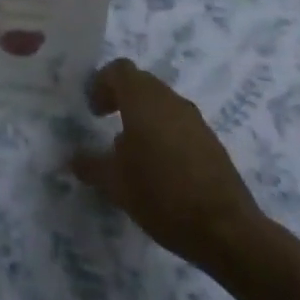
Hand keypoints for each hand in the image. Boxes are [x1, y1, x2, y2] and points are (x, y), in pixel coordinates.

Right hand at [70, 59, 272, 280]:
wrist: (227, 230)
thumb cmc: (162, 195)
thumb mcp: (115, 184)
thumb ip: (91, 165)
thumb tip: (73, 159)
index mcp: (143, 100)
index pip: (119, 70)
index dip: (101, 83)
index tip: (93, 111)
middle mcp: (170, 100)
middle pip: (141, 82)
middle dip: (121, 97)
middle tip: (106, 123)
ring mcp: (195, 120)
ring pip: (162, 102)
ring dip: (144, 115)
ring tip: (132, 150)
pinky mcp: (211, 141)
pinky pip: (179, 123)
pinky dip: (164, 132)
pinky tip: (160, 167)